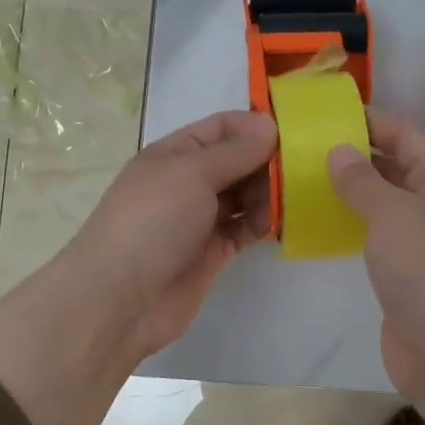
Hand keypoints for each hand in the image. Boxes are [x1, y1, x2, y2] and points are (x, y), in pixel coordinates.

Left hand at [66, 109, 276, 356]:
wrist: (121, 298)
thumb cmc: (152, 222)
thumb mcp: (192, 173)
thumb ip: (234, 152)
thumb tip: (269, 126)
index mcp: (174, 154)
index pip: (221, 128)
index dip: (254, 126)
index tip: (293, 134)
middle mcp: (188, 182)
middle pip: (237, 161)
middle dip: (267, 162)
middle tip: (304, 170)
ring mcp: (200, 218)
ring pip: (245, 196)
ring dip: (269, 193)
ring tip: (295, 198)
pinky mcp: (213, 252)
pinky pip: (246, 229)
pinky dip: (265, 224)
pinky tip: (284, 222)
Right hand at [326, 110, 424, 401]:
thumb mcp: (393, 214)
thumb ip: (363, 181)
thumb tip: (339, 150)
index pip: (406, 137)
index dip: (371, 121)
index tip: (328, 112)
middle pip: (394, 169)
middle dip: (354, 156)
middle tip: (305, 145)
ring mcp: (422, 244)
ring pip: (382, 206)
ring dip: (349, 193)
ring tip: (303, 178)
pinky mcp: (406, 275)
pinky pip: (374, 238)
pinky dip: (350, 227)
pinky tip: (318, 223)